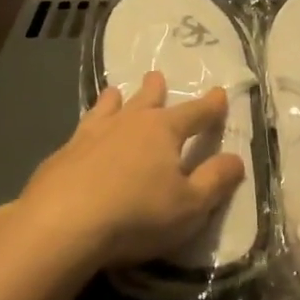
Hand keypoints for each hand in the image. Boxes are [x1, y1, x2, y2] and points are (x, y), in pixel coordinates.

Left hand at [8, 70, 246, 270]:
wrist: (62, 223)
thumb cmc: (136, 214)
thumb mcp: (189, 206)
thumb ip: (215, 181)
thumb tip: (237, 158)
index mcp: (163, 131)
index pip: (194, 113)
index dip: (210, 106)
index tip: (219, 93)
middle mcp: (128, 123)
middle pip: (146, 100)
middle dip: (155, 89)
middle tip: (156, 76)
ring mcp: (91, 135)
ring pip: (107, 108)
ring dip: (115, 100)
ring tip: (114, 92)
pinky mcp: (63, 154)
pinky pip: (80, 131)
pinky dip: (87, 126)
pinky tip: (80, 135)